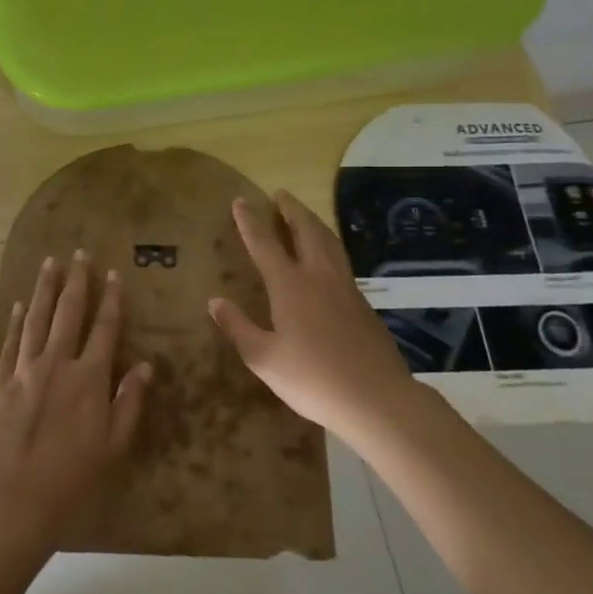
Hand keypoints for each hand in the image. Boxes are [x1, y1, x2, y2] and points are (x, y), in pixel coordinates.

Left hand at [0, 251, 151, 548]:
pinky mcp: (0, 381)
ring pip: (36, 318)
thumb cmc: (71, 479)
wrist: (14, 499)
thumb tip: (147, 366)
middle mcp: (57, 364)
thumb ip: (130, 402)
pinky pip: (11, 341)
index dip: (111, 300)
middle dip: (76, 281)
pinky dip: (16, 320)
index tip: (113, 275)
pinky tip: (20, 304)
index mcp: (89, 379)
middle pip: (69, 312)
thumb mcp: (113, 447)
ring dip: (44, 288)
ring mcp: (25, 369)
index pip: (105, 329)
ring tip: (50, 262)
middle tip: (79, 253)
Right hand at [208, 190, 412, 434]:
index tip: (240, 201)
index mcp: (290, 286)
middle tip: (280, 194)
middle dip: (291, 210)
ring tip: (303, 215)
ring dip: (313, 223)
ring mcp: (345, 289)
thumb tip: (214, 301)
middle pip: (306, 231)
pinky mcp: (363, 305)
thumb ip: (238, 327)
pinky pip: (341, 261)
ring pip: (329, 243)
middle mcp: (318, 277)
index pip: (265, 244)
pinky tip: (327, 258)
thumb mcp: (263, 359)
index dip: (250, 221)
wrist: (378, 399)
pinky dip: (328, 246)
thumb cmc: (313, 379)